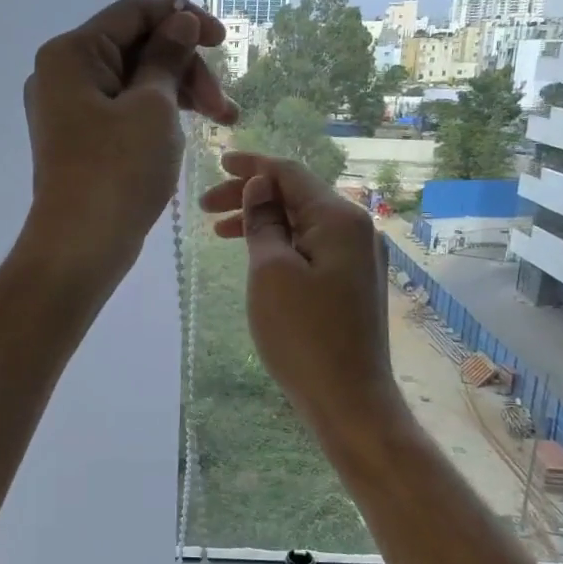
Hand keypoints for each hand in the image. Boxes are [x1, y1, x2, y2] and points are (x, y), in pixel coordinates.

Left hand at [18, 0, 237, 290]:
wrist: (80, 245)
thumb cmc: (118, 171)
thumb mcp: (153, 106)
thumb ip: (168, 57)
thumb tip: (179, 22)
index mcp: (71, 53)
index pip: (133, 12)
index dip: (183, 19)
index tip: (223, 41)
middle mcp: (62, 74)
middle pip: (136, 48)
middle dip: (186, 69)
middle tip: (224, 108)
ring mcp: (67, 109)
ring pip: (134, 82)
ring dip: (179, 94)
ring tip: (222, 122)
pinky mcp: (79, 139)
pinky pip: (123, 110)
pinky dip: (156, 115)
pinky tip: (186, 131)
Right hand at [201, 152, 406, 439]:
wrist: (349, 399)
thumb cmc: (303, 335)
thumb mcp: (271, 272)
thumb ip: (264, 222)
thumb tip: (261, 186)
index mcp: (340, 218)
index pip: (290, 173)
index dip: (252, 166)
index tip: (217, 164)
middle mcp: (356, 229)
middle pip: (297, 195)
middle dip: (251, 195)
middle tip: (204, 208)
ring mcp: (358, 257)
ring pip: (303, 222)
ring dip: (262, 220)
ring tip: (219, 231)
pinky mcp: (352, 282)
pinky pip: (312, 246)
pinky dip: (280, 242)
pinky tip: (257, 253)